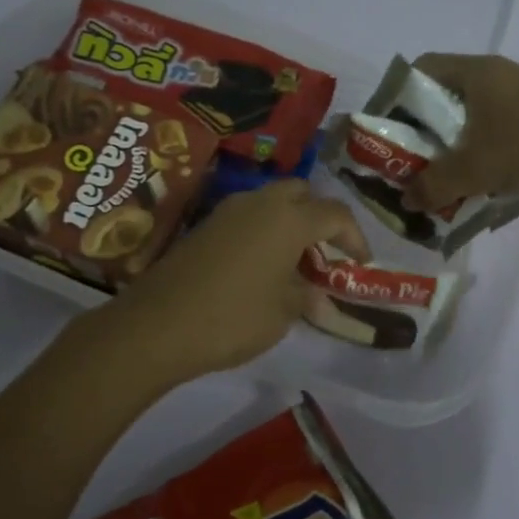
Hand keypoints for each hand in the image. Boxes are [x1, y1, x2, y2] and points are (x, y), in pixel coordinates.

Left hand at [98, 180, 369, 383]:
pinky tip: (262, 266)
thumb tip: (316, 294)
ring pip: (271, 202)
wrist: (157, 325)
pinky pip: (247, 217)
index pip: (335, 214)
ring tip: (295, 261)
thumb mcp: (283, 312)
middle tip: (325, 252)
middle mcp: (260, 203)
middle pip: (301, 193)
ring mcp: (228, 211)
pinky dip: (263, 232)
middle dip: (319, 217)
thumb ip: (306, 295)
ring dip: (289, 223)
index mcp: (289, 218)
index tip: (361, 262)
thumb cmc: (234, 317)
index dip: (355, 236)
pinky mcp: (204, 226)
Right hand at [405, 54, 518, 209]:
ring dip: (451, 156)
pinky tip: (474, 194)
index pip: (420, 71)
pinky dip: (480, 164)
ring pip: (470, 127)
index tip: (385, 134)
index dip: (396, 98)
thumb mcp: (477, 167)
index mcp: (477, 74)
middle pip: (442, 102)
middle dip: (421, 138)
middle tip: (407, 169)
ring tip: (436, 188)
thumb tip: (405, 199)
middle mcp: (496, 81)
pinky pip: (495, 142)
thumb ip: (434, 184)